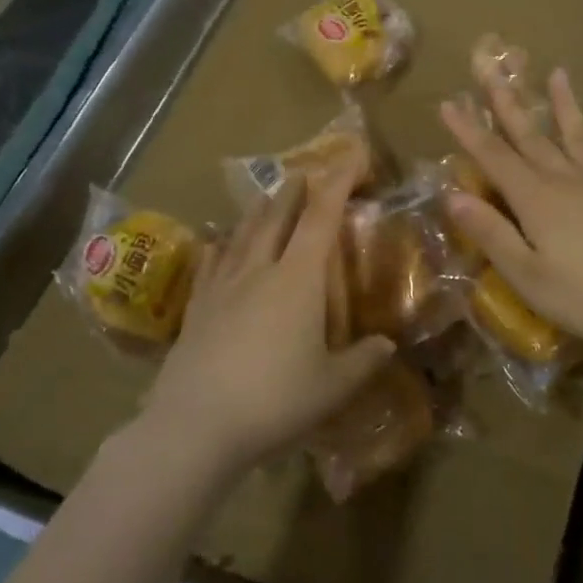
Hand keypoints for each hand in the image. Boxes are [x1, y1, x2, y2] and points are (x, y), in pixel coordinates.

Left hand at [141, 151, 395, 477]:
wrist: (194, 427)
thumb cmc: (275, 401)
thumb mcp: (333, 387)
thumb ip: (364, 361)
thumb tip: (387, 345)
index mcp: (298, 279)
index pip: (322, 217)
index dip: (339, 181)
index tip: (353, 155)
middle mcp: (259, 270)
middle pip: (278, 216)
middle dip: (295, 190)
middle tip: (305, 172)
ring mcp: (222, 287)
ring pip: (243, 234)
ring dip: (259, 210)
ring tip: (267, 196)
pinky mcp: (197, 309)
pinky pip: (210, 264)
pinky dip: (220, 246)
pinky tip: (216, 242)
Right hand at [439, 64, 582, 352]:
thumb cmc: (580, 297)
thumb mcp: (524, 273)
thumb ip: (490, 232)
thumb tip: (452, 196)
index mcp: (536, 199)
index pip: (494, 157)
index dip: (469, 130)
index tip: (448, 103)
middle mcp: (566, 182)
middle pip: (531, 137)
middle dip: (508, 104)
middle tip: (493, 71)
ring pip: (578, 139)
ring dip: (566, 107)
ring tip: (558, 73)